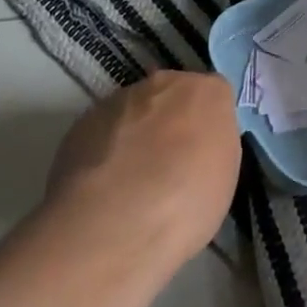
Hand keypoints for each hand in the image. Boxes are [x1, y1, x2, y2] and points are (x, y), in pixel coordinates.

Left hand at [44, 70, 241, 267]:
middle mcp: (165, 83)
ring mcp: (120, 99)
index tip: (201, 155)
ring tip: (129, 183)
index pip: (214, 97)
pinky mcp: (82, 122)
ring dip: (135, 135)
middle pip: (172, 96)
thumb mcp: (224, 179)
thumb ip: (212, 148)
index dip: (207, 127)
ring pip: (134, 111)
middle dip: (170, 123)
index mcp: (208, 92)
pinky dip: (105, 151)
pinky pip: (103, 132)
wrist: (114, 223)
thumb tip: (196, 150)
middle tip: (167, 166)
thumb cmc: (186, 202)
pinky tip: (103, 188)